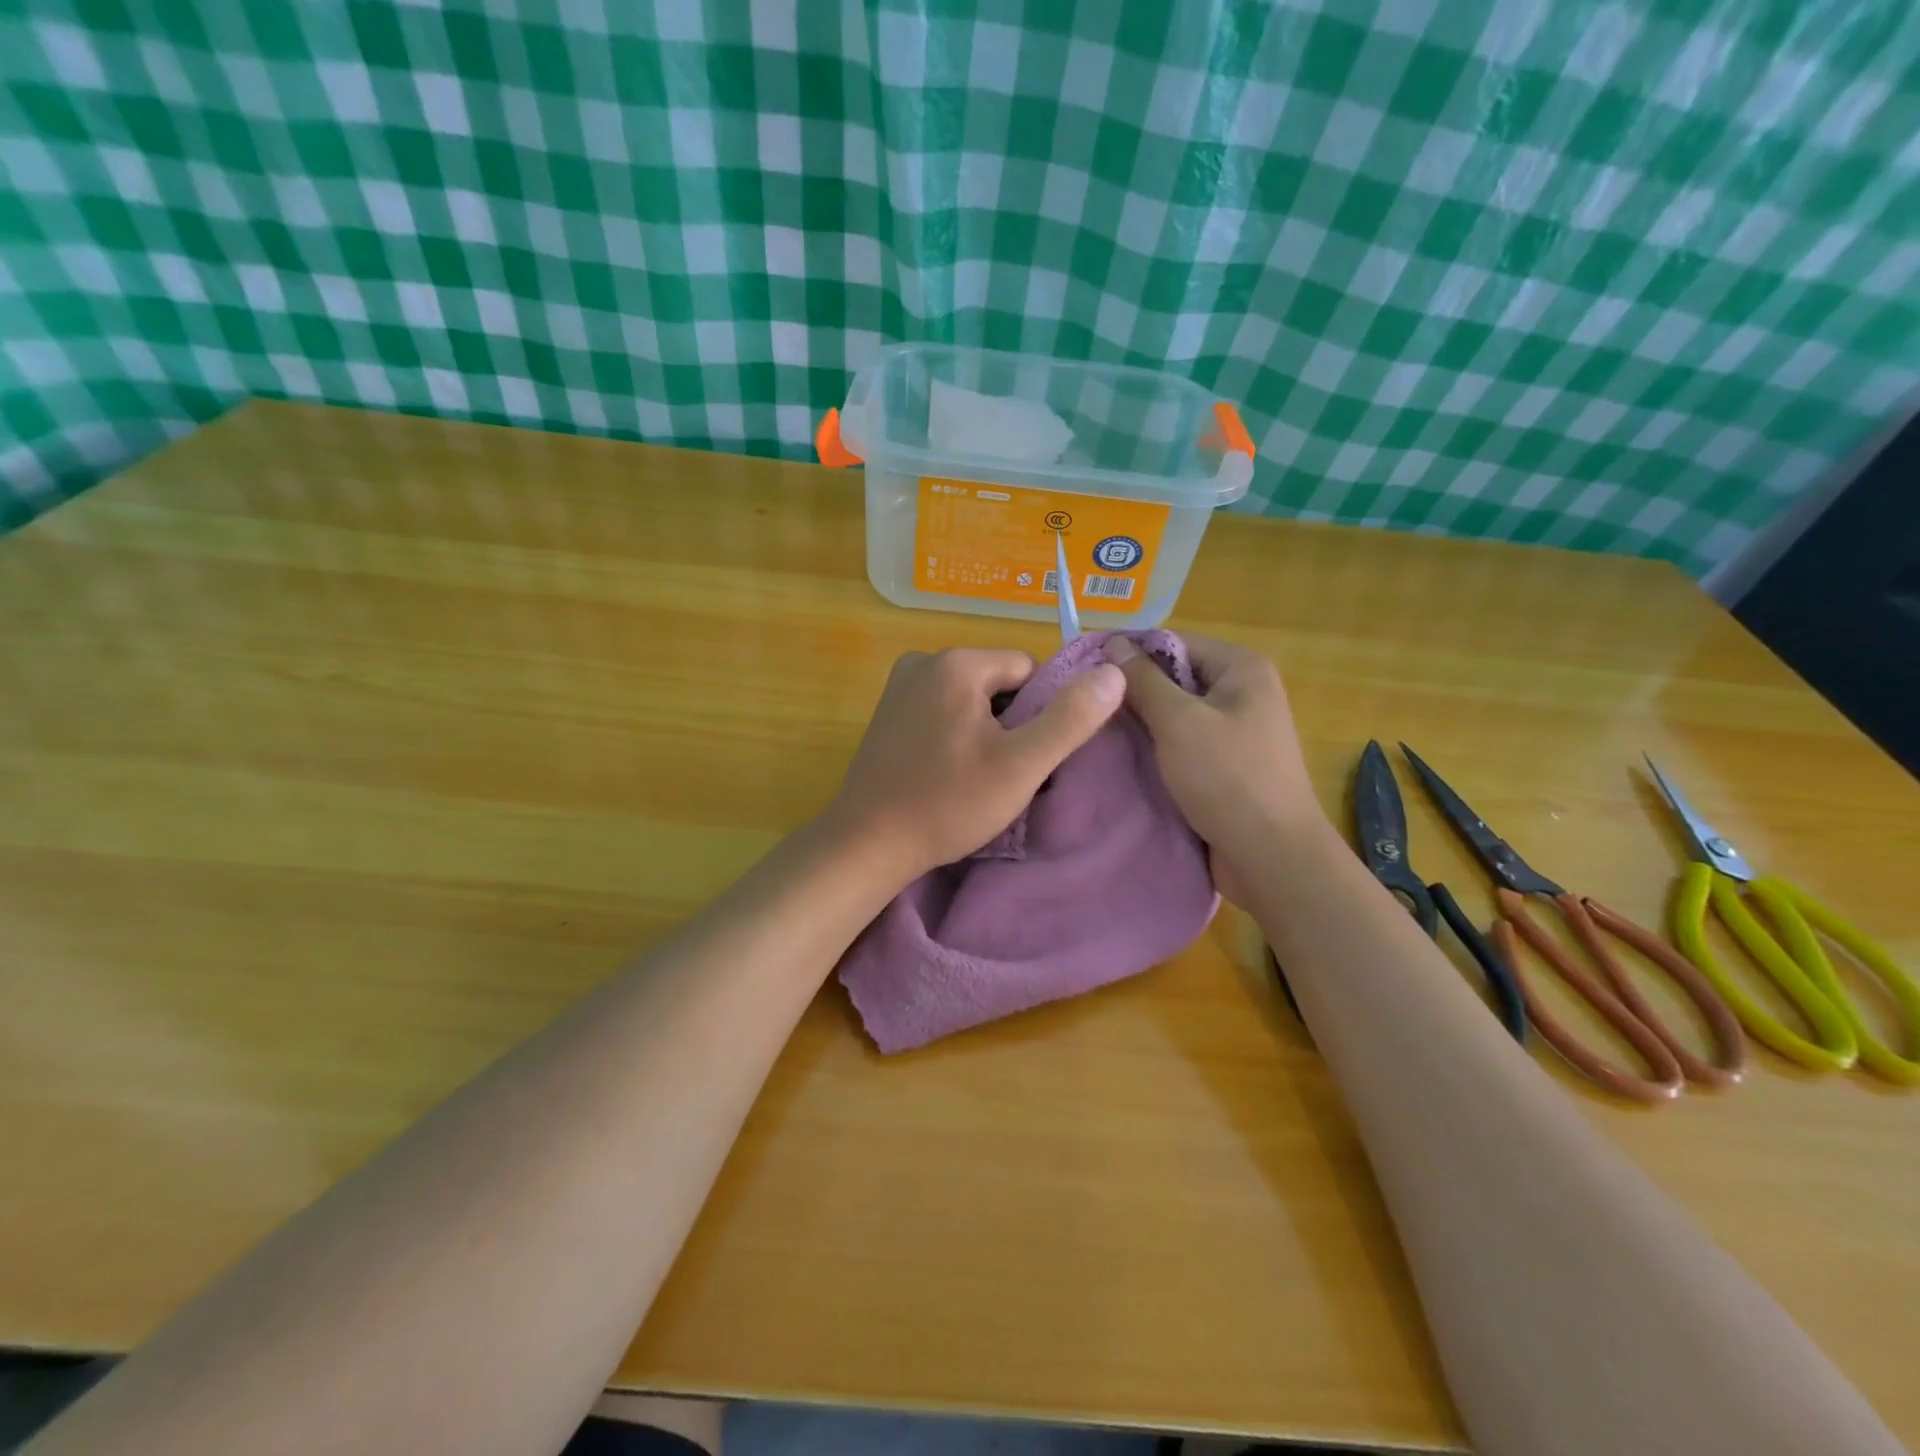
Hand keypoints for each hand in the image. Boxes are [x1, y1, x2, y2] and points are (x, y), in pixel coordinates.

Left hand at [825, 647, 1125, 876]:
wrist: (867, 844)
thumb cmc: (947, 804)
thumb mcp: (1020, 766)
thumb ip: (1070, 719)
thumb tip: (1114, 673)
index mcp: (957, 663)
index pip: (1028, 670)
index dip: (1038, 714)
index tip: (1024, 757)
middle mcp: (924, 660)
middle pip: (998, 682)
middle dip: (1010, 723)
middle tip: (999, 774)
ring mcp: (899, 686)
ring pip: (971, 699)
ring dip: (984, 732)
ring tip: (973, 778)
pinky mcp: (887, 712)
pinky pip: (942, 711)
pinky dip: (955, 736)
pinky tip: (948, 773)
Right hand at [1102, 634, 1327, 900]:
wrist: (1272, 858)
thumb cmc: (1227, 778)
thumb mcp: (1178, 721)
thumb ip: (1144, 680)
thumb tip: (1114, 642)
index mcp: (1242, 669)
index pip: (1174, 642)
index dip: (1129, 652)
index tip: (1085, 672)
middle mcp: (1243, 693)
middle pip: (1175, 677)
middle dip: (1133, 690)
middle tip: (1085, 706)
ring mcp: (1236, 732)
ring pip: (1175, 714)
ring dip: (1141, 723)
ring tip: (1095, 731)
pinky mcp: (1225, 766)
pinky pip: (1182, 744)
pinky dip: (1155, 749)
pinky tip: (1122, 759)